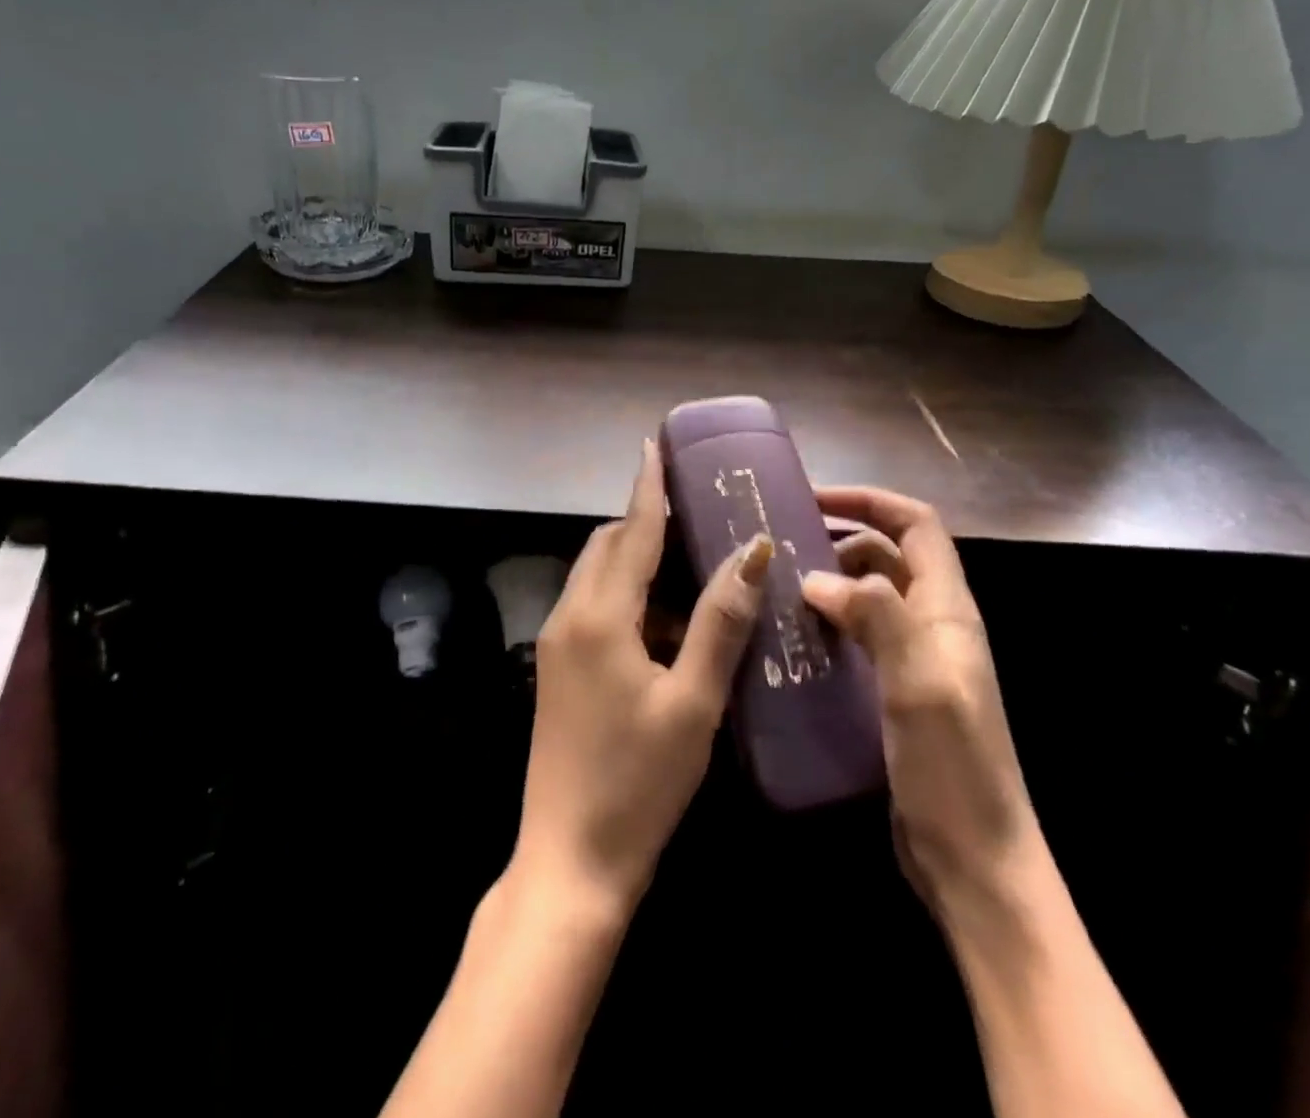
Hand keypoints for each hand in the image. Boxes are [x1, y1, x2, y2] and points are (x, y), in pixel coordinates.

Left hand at [512, 439, 771, 916]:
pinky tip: (666, 623)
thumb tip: (752, 552)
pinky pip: (592, 608)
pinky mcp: (557, 669)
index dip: (648, 488)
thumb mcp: (693, 700)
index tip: (655, 446)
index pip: (631, 532)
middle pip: (607, 546)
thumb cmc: (640, 782)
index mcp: (599, 616)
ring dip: (637, 561)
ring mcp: (556, 643)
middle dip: (645, 522)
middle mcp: (569, 616)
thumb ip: (720, 621)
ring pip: (597, 577)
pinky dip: (626, 597)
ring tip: (691, 564)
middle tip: (696, 515)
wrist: (571, 861)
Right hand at [800, 487, 1036, 911]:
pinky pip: (856, 637)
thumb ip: (877, 617)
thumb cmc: (953, 769)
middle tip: (780, 545)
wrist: (973, 861)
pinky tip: (791, 638)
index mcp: (947, 610)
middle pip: (888, 555)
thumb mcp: (919, 683)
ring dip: (829, 582)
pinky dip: (827, 623)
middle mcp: (932, 624)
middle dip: (839, 538)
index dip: (870, 501)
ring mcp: (912, 659)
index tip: (814, 498)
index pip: (916, 525)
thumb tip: (817, 577)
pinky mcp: (892, 691)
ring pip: (868, 596)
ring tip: (777, 588)